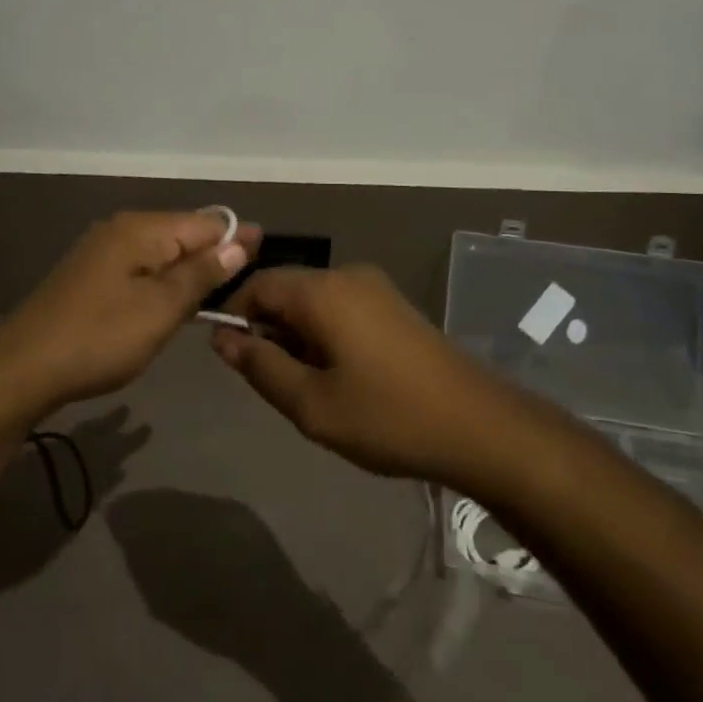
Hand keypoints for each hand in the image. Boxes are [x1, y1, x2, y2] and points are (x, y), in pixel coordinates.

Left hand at [0, 210, 260, 423]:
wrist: (23, 369)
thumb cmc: (100, 337)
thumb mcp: (160, 308)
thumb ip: (201, 273)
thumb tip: (240, 241)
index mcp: (141, 229)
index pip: (205, 223)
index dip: (237, 238)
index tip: (268, 254)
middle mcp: (122, 230)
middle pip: (182, 234)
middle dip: (214, 254)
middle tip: (249, 281)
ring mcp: (102, 252)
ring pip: (161, 254)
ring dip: (189, 271)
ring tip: (220, 294)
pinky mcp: (91, 277)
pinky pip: (141, 269)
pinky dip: (163, 283)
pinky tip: (174, 303)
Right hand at [211, 265, 509, 483]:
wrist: (480, 426)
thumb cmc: (388, 416)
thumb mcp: (311, 404)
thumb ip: (260, 366)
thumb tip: (222, 337)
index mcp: (322, 291)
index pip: (257, 284)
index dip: (235, 316)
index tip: (233, 360)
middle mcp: (347, 275)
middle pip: (286, 290)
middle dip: (270, 331)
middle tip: (277, 385)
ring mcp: (375, 288)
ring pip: (314, 302)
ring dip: (298, 336)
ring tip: (312, 388)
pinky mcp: (394, 305)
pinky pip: (341, 308)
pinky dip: (326, 334)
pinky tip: (343, 378)